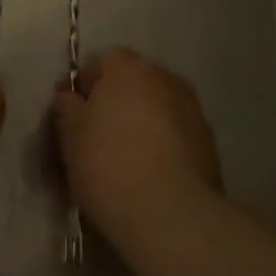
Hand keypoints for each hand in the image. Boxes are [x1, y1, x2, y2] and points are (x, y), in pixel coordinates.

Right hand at [53, 48, 222, 244]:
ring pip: (157, 107)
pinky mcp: (209, 142)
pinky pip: (176, 133)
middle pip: (133, 81)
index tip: (73, 115)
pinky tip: (151, 173)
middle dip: (116, 102)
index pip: (101, 61)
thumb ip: (67, 106)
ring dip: (142, 122)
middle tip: (98, 136)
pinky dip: (163, 144)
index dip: (85, 86)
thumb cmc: (109, 164)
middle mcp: (164, 77)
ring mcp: (192, 108)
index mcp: (128, 68)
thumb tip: (71, 96)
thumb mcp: (70, 135)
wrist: (171, 214)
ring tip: (127, 159)